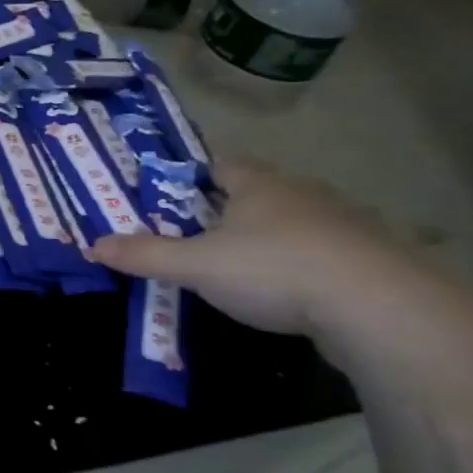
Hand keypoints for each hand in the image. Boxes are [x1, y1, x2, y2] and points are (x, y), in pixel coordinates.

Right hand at [86, 159, 425, 340]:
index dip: (191, 172)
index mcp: (258, 184)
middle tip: (191, 231)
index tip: (167, 188)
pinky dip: (299, 265)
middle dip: (224, 208)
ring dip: (265, 237)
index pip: (218, 163)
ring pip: (290, 223)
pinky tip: (286, 290)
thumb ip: (145, 255)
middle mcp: (301, 194)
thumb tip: (92, 245)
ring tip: (235, 265)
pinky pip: (321, 253)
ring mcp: (343, 225)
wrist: (380, 309)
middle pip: (254, 192)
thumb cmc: (274, 269)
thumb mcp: (195, 265)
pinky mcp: (368, 260)